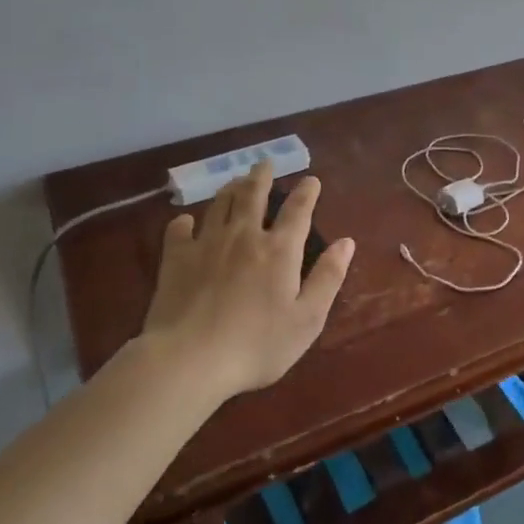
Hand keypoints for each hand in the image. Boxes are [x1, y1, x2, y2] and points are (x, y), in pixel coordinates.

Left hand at [139, 162, 354, 398]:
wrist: (189, 359)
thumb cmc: (257, 344)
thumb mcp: (307, 318)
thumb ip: (328, 277)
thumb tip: (347, 242)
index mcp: (280, 250)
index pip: (298, 211)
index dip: (307, 192)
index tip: (311, 179)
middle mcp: (244, 236)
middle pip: (253, 196)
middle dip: (261, 177)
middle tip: (265, 163)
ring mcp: (207, 245)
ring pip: (219, 205)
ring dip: (230, 189)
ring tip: (235, 182)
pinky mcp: (175, 260)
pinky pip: (179, 231)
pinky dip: (184, 222)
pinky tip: (186, 222)